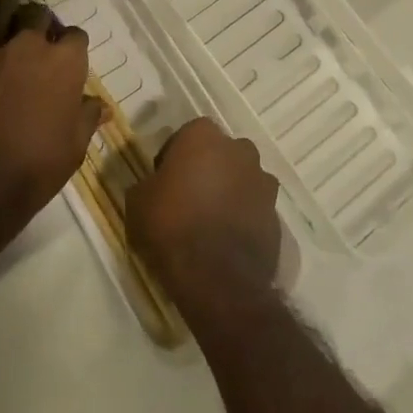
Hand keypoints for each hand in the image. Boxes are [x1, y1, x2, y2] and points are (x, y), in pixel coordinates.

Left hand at [0, 0, 104, 248]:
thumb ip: (86, 117)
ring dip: (9, 12)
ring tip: (8, 23)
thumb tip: (99, 105)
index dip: (72, 49)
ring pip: (2, 8)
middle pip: (39, 14)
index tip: (68, 65)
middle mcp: (29, 44)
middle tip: (38, 45)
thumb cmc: (35, 169)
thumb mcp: (74, 148)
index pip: (76, 37)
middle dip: (42, 25)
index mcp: (65, 63)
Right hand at [127, 118, 281, 313]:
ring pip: (241, 178)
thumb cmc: (171, 226)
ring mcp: (262, 181)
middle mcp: (239, 150)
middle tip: (188, 197)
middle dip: (207, 168)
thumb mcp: (137, 201)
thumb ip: (148, 183)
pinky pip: (254, 207)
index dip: (174, 156)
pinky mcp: (276, 214)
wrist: (216, 277)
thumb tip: (154, 185)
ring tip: (209, 220)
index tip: (164, 179)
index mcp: (203, 137)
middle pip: (220, 153)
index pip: (187, 135)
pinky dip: (243, 216)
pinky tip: (226, 239)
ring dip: (228, 191)